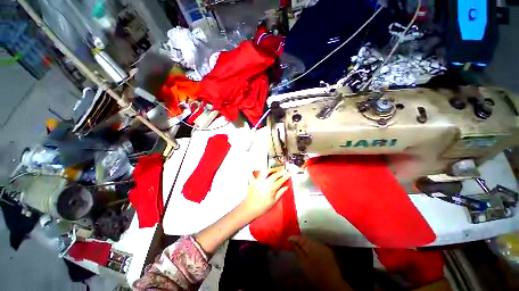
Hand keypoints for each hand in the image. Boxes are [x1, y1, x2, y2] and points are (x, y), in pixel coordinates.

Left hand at [240, 168, 290, 218]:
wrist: (250, 209)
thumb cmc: (261, 207)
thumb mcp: (274, 202)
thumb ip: (280, 193)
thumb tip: (286, 187)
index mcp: (271, 188)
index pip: (281, 180)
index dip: (286, 176)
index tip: (289, 173)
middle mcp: (265, 183)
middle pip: (274, 175)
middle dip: (280, 172)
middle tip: (284, 170)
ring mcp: (258, 181)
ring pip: (265, 172)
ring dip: (271, 170)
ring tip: (274, 170)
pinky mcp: (253, 181)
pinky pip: (254, 174)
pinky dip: (256, 172)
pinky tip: (258, 171)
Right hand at [289, 236, 352, 290]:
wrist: (332, 282)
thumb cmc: (315, 273)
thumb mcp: (304, 262)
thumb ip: (298, 250)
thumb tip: (292, 241)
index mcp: (311, 245)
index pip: (300, 237)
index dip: (294, 237)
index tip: (288, 238)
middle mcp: (318, 243)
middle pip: (307, 238)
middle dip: (300, 239)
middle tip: (293, 241)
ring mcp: (324, 246)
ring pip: (312, 241)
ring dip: (306, 242)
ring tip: (301, 245)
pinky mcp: (328, 250)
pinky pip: (318, 244)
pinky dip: (313, 246)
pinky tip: (310, 250)